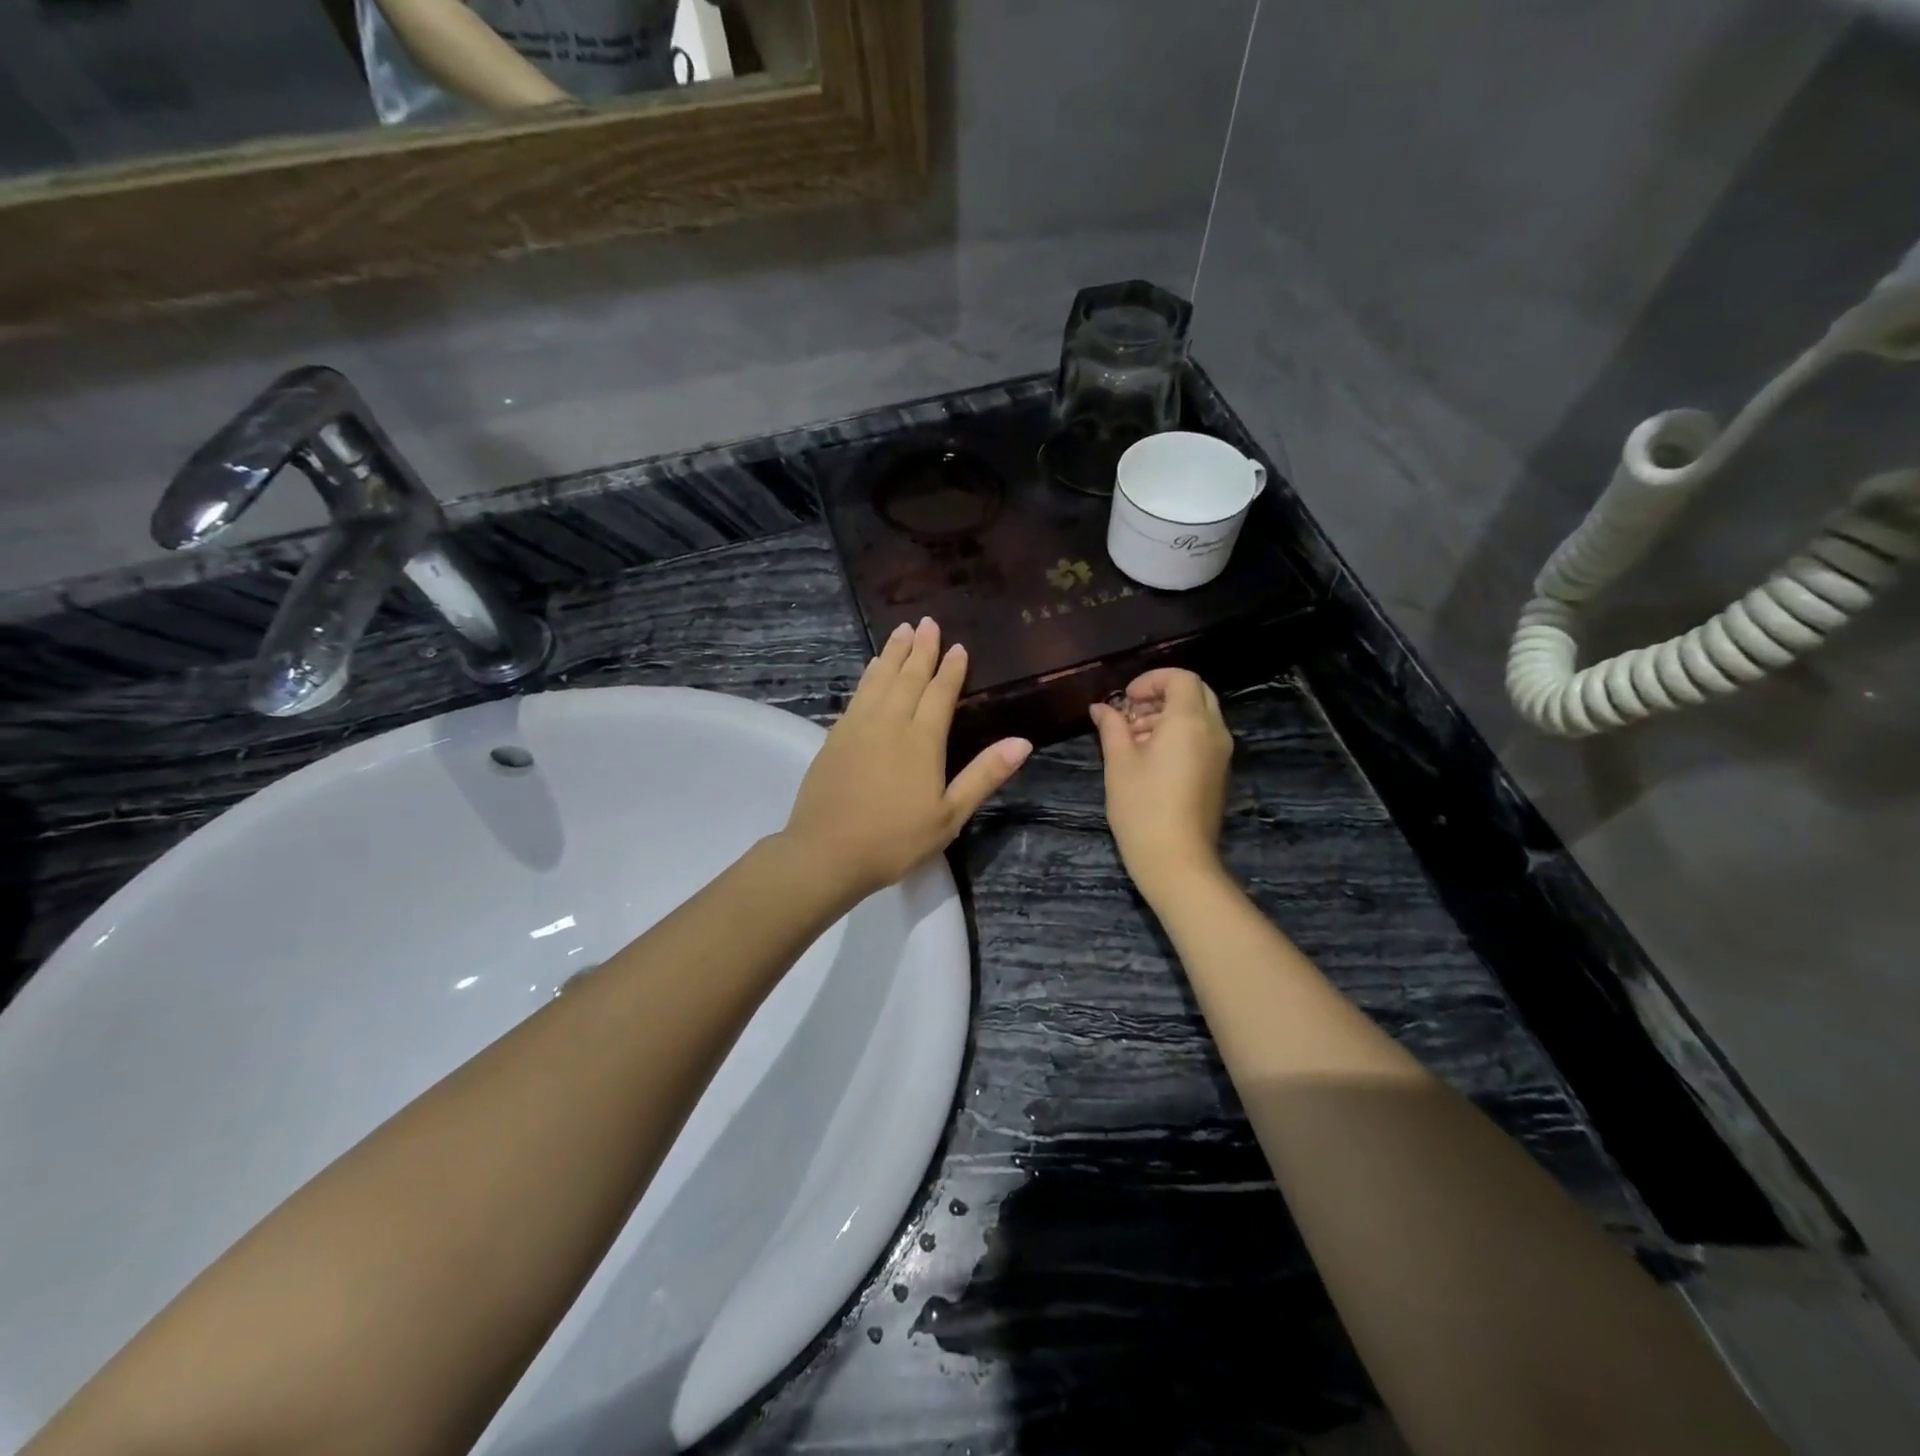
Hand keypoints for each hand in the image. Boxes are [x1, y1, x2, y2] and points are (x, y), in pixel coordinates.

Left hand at [782, 618, 1031, 902]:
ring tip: (900, 630)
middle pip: (908, 677)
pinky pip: (857, 694)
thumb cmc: (895, 839)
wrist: (827, 853)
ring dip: (892, 653)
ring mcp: (858, 726)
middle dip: (920, 649)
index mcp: (922, 740)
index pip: (940, 693)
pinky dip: (868, 675)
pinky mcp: (835, 737)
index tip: (958, 646)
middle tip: (927, 622)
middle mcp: (889, 722)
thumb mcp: (950, 815)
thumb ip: (984, 775)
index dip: (951, 669)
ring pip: (879, 679)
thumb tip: (1023, 742)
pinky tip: (871, 669)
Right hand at [1089, 668, 1233, 903]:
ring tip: (1133, 739)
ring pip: (1199, 715)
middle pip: (1195, 692)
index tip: (1125, 699)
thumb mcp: (1119, 762)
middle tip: (1130, 714)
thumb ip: (1111, 727)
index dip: (1151, 680)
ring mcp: (1220, 753)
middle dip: (1161, 695)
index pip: (1180, 678)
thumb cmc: (1142, 807)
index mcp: (1190, 721)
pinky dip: (1179, 735)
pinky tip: (1149, 759)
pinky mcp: (1218, 773)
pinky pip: (1202, 737)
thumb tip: (1101, 708)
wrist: (1176, 859)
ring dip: (1167, 716)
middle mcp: (1213, 731)